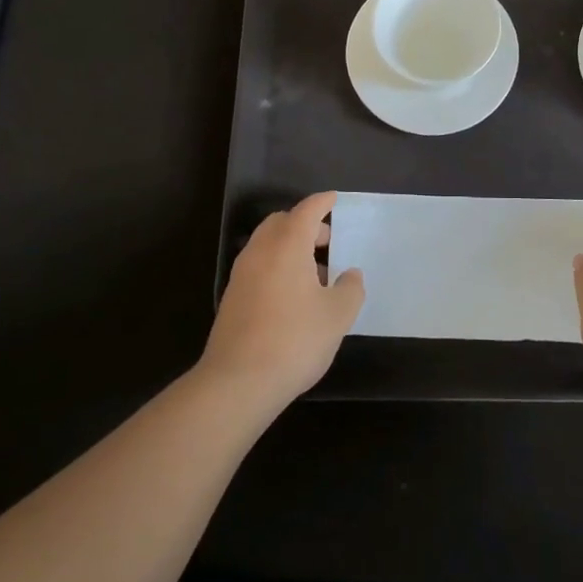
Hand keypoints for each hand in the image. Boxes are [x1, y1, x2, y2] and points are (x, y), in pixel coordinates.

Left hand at [200, 191, 363, 408]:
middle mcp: (260, 251)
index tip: (334, 199)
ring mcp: (241, 274)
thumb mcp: (337, 315)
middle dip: (305, 225)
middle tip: (327, 242)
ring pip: (267, 244)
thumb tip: (350, 274)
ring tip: (314, 274)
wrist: (237, 382)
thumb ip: (350, 288)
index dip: (322, 203)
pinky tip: (292, 296)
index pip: (306, 211)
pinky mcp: (232, 298)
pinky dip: (276, 266)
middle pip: (282, 223)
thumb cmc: (294, 340)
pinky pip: (258, 266)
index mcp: (287, 245)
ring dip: (290, 247)